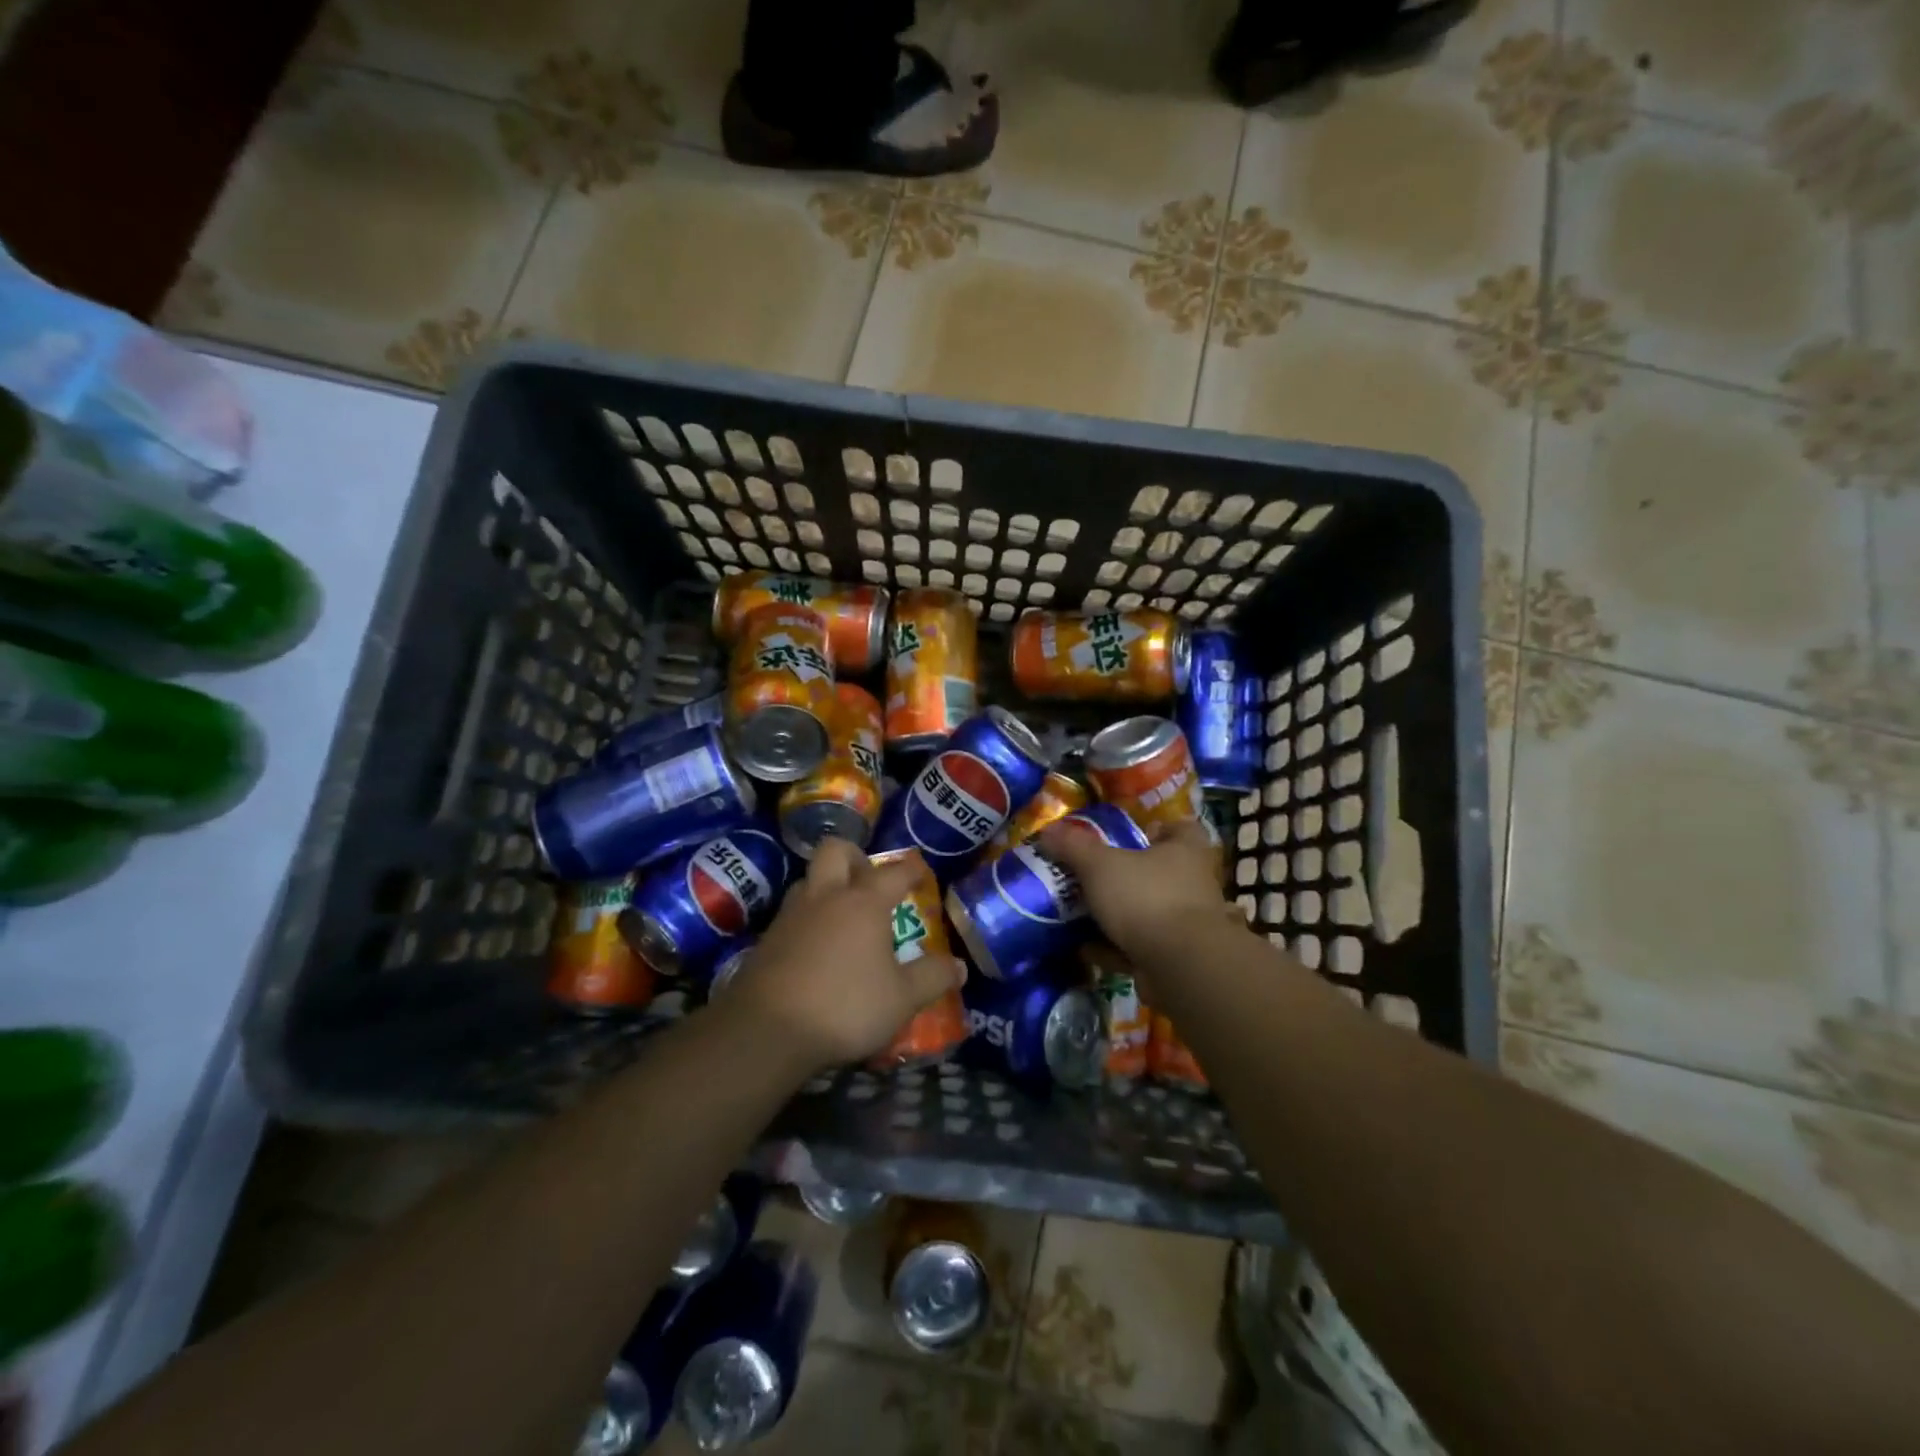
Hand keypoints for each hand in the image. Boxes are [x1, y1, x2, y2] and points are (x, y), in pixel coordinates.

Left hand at [721, 839, 963, 1073]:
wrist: (766, 1029)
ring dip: (827, 887)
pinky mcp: (767, 939)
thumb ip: (932, 978)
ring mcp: (791, 915)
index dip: (911, 869)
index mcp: (864, 902)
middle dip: (855, 856)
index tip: (921, 872)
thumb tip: (959, 966)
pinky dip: (808, 920)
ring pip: (808, 880)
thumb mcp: (902, 999)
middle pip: (836, 851)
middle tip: (869, 880)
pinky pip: (792, 914)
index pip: (894, 871)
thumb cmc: (845, 1006)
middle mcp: (826, 897)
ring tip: (843, 915)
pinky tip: (816, 948)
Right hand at [1040, 818, 1238, 963]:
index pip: (1180, 828)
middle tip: (1091, 876)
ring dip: (1119, 916)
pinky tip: (1089, 950)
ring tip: (1082, 914)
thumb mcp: (1100, 865)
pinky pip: (1142, 947)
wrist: (1180, 966)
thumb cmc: (1146, 898)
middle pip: (1159, 871)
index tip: (1128, 835)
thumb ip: (1073, 846)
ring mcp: (1188, 924)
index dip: (1156, 828)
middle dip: (1127, 876)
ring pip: (1149, 911)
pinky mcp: (1178, 957)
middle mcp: (1193, 883)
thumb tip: (1048, 829)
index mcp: (1185, 850)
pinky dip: (1117, 949)